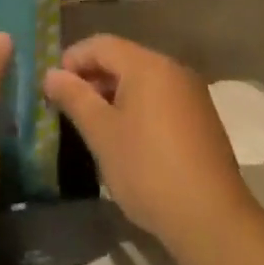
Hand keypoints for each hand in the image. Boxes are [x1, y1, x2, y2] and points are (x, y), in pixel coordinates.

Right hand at [42, 35, 252, 252]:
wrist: (212, 219)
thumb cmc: (147, 169)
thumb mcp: (101, 133)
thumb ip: (74, 97)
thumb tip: (51, 74)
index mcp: (148, 65)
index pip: (100, 44)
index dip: (72, 60)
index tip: (53, 88)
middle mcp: (173, 69)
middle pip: (123, 59)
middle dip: (92, 78)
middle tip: (69, 107)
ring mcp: (192, 94)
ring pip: (142, 80)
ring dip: (114, 94)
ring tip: (94, 125)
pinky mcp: (202, 119)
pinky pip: (160, 98)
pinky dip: (138, 107)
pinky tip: (127, 138)